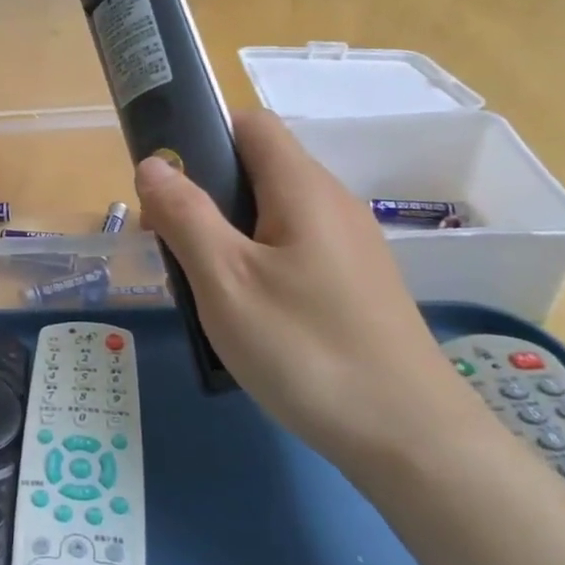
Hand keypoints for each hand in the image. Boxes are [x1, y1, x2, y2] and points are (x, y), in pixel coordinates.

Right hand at [134, 109, 486, 472]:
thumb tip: (154, 163)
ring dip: (226, 233)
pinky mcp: (356, 283)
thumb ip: (185, 214)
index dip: (203, 136)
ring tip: (201, 284)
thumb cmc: (306, 350)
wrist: (410, 440)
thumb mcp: (226, 281)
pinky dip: (256, 261)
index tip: (166, 182)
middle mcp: (332, 203)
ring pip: (271, 213)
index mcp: (302, 188)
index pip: (250, 124)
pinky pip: (292, 248)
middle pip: (257, 169)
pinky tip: (245, 311)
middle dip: (204, 194)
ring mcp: (350, 245)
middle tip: (170, 244)